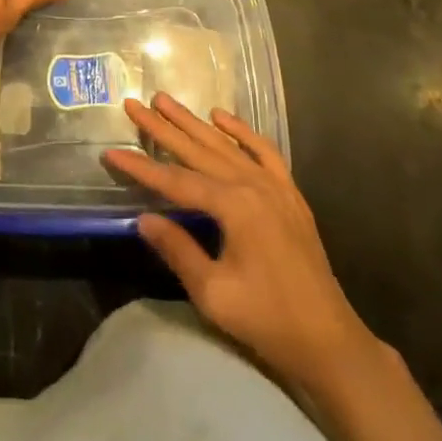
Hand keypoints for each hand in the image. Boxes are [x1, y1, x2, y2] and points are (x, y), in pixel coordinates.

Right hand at [105, 94, 375, 391]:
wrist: (330, 341)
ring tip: (165, 100)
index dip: (141, 168)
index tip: (111, 152)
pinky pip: (263, 151)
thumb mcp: (214, 294)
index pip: (176, 181)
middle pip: (198, 151)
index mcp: (235, 206)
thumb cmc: (268, 321)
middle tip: (134, 104)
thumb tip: (143, 218)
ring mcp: (274, 186)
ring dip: (192, 122)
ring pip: (225, 144)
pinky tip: (221, 116)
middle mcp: (253, 185)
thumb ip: (178, 250)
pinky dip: (241, 131)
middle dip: (162, 128)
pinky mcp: (289, 194)